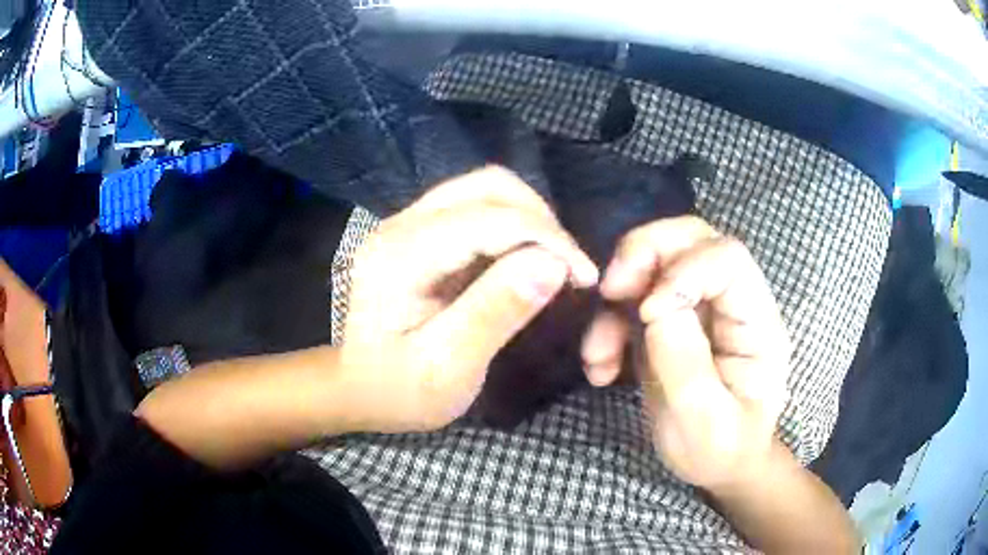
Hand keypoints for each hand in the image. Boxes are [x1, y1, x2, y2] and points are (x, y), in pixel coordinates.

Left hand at [339, 167, 597, 433]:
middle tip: (569, 266)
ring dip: (528, 218)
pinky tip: (523, 260)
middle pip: (487, 186)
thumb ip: (495, 313)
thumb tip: (552, 264)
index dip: (548, 239)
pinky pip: (475, 209)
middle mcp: (401, 224)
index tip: (584, 276)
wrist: (355, 390)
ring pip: (483, 190)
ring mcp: (407, 223)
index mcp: (401, 255)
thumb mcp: (446, 368)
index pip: (490, 219)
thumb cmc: (397, 391)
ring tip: (552, 262)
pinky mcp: (417, 232)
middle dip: (541, 219)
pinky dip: (511, 226)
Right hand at [581, 216, 789, 489]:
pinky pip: (633, 299)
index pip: (728, 259)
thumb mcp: (709, 426)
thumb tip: (654, 309)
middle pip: (691, 239)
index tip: (647, 314)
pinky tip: (600, 369)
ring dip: (617, 296)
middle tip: (610, 290)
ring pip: (656, 260)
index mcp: (757, 322)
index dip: (684, 270)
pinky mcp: (670, 322)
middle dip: (644, 253)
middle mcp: (730, 302)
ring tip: (599, 353)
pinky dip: (608, 325)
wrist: (717, 467)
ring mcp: (699, 309)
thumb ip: (688, 368)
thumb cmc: (722, 451)